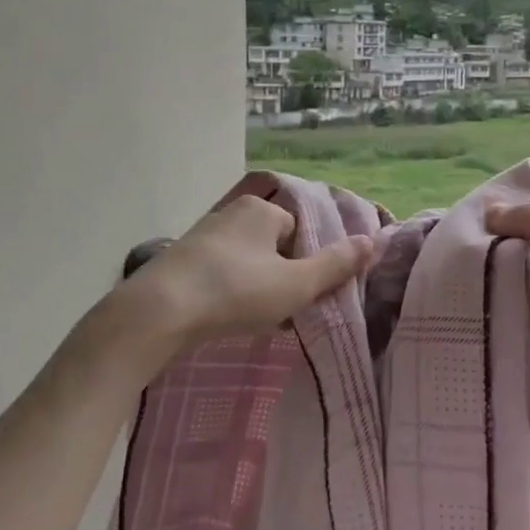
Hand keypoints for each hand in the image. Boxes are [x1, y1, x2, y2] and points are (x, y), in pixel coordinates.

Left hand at [123, 194, 373, 348]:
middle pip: (272, 247)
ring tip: (253, 320)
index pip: (298, 233)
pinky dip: (226, 293)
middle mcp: (231, 213)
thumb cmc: (235, 292)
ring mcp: (201, 235)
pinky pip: (218, 274)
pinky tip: (223, 318)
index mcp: (261, 210)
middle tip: (280, 312)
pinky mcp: (178, 260)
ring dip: (254, 288)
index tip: (301, 297)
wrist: (158, 312)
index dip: (305, 266)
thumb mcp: (296, 284)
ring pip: (245, 262)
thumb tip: (372, 241)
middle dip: (280, 278)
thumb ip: (335, 265)